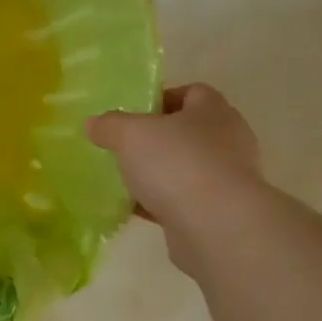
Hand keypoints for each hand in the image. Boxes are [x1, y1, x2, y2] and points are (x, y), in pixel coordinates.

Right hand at [88, 84, 263, 271]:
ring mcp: (227, 179)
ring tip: (126, 179)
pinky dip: (162, 202)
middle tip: (126, 146)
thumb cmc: (177, 164)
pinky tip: (135, 208)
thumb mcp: (130, 134)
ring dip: (160, 173)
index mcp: (213, 112)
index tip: (133, 114)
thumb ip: (110, 125)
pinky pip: (185, 200)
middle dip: (157, 139)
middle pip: (188, 132)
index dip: (162, 98)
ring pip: (186, 168)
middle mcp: (228, 141)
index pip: (192, 92)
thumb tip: (93, 123)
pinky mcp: (220, 212)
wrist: (217, 227)